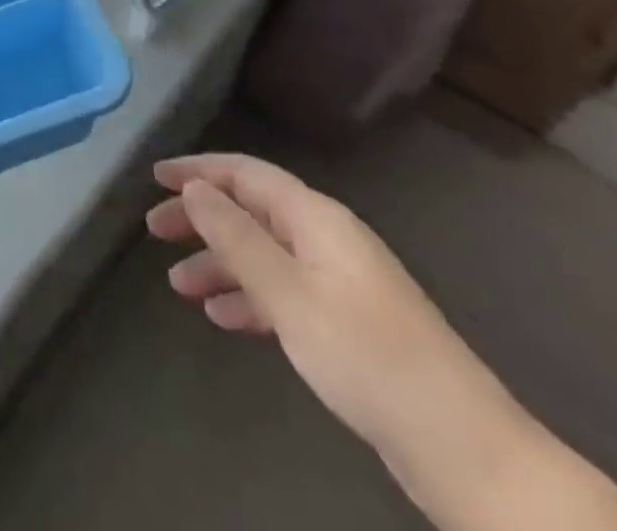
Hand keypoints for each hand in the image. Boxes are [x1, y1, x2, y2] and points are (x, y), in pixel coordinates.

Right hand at [146, 155, 523, 489]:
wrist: (462, 446)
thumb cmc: (365, 355)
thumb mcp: (288, 294)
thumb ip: (237, 237)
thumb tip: (195, 188)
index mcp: (316, 218)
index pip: (245, 173)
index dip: (198, 170)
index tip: (156, 177)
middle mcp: (326, 238)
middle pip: (251, 211)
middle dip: (202, 217)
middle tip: (155, 231)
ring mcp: (339, 280)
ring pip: (264, 254)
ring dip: (220, 263)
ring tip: (179, 285)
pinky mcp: (347, 322)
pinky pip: (284, 291)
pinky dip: (250, 297)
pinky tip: (225, 318)